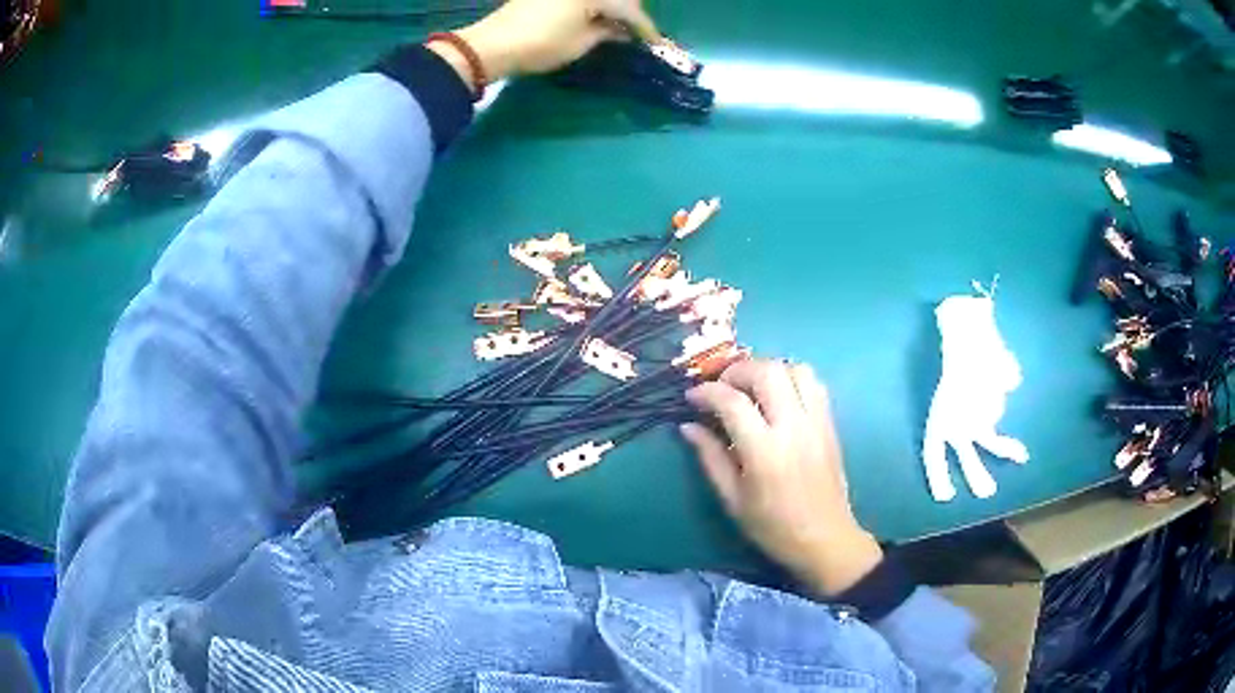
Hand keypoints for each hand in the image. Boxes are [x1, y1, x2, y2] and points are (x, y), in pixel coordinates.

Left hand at [430, 0, 659, 90]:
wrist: (493, 44)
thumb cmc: (541, 44)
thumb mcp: (581, 43)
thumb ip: (607, 33)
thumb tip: (622, 32)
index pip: (630, 9)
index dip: (645, 28)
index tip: (659, 45)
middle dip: (630, 13)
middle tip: (640, 33)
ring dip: (612, 7)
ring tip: (619, 27)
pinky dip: (593, 5)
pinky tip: (597, 17)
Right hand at [682, 359, 883, 595]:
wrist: (825, 539)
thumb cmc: (773, 527)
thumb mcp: (733, 499)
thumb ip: (711, 458)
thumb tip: (688, 427)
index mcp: (764, 451)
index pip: (732, 402)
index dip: (706, 392)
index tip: (691, 397)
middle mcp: (793, 427)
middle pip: (766, 372)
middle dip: (737, 370)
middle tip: (721, 387)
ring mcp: (816, 422)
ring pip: (795, 369)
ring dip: (768, 369)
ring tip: (751, 387)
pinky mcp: (830, 423)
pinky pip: (814, 383)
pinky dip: (792, 378)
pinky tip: (779, 396)